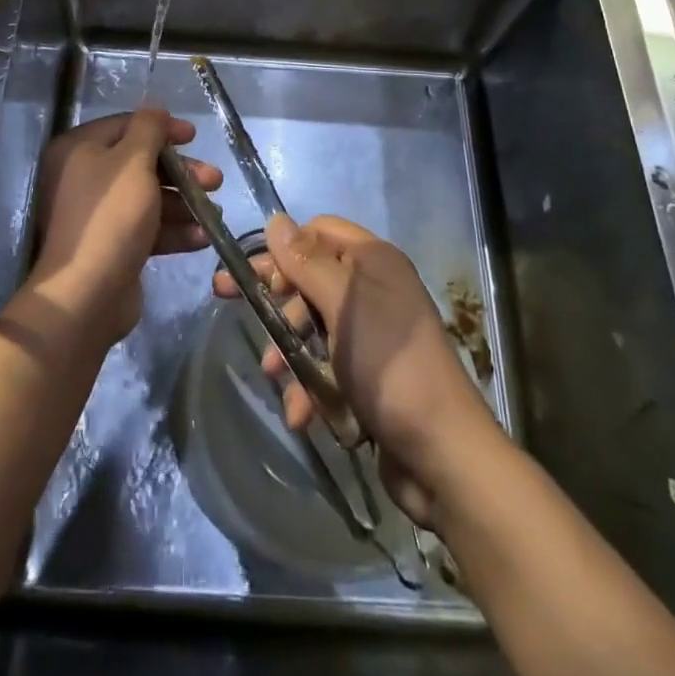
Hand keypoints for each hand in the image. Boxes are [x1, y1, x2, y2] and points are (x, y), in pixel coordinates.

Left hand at [29, 109, 218, 343]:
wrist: (86, 295)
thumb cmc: (111, 217)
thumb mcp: (133, 162)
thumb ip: (148, 130)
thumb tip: (156, 111)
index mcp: (79, 150)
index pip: (126, 126)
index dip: (162, 128)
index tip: (194, 136)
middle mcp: (84, 177)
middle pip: (141, 163)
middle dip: (181, 172)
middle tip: (214, 179)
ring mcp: (98, 214)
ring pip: (148, 197)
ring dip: (184, 203)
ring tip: (215, 213)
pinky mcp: (112, 245)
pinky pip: (147, 228)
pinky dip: (174, 230)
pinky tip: (203, 237)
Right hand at [213, 214, 499, 525]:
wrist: (443, 455)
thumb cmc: (389, 365)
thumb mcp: (342, 305)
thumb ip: (305, 262)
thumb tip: (275, 220)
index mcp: (373, 261)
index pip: (318, 231)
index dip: (283, 249)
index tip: (249, 273)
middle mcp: (374, 289)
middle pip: (311, 278)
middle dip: (278, 303)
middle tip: (232, 307)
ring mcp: (373, 334)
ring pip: (313, 327)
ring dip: (290, 352)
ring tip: (275, 376)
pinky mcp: (369, 376)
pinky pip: (327, 367)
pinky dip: (310, 387)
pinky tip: (302, 414)